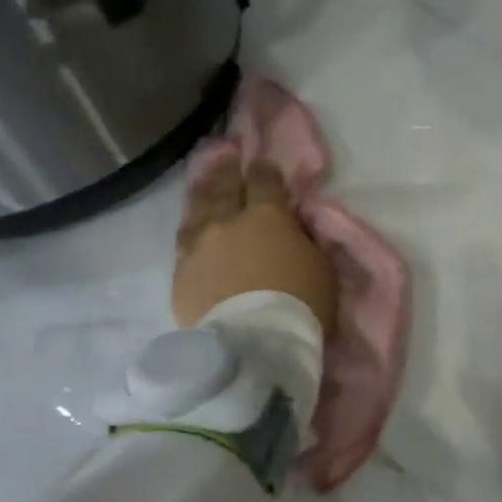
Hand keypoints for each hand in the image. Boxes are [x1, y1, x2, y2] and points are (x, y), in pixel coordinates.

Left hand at [174, 158, 336, 334]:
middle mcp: (227, 222)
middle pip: (224, 187)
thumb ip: (302, 238)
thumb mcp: (320, 265)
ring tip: (204, 185)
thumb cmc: (301, 304)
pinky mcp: (181, 275)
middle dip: (228, 170)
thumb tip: (291, 225)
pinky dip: (192, 232)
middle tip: (227, 156)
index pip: (264, 181)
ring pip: (197, 211)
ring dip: (203, 195)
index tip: (264, 166)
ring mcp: (199, 247)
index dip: (265, 171)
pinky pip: (184, 244)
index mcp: (267, 215)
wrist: (255, 345)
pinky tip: (193, 230)